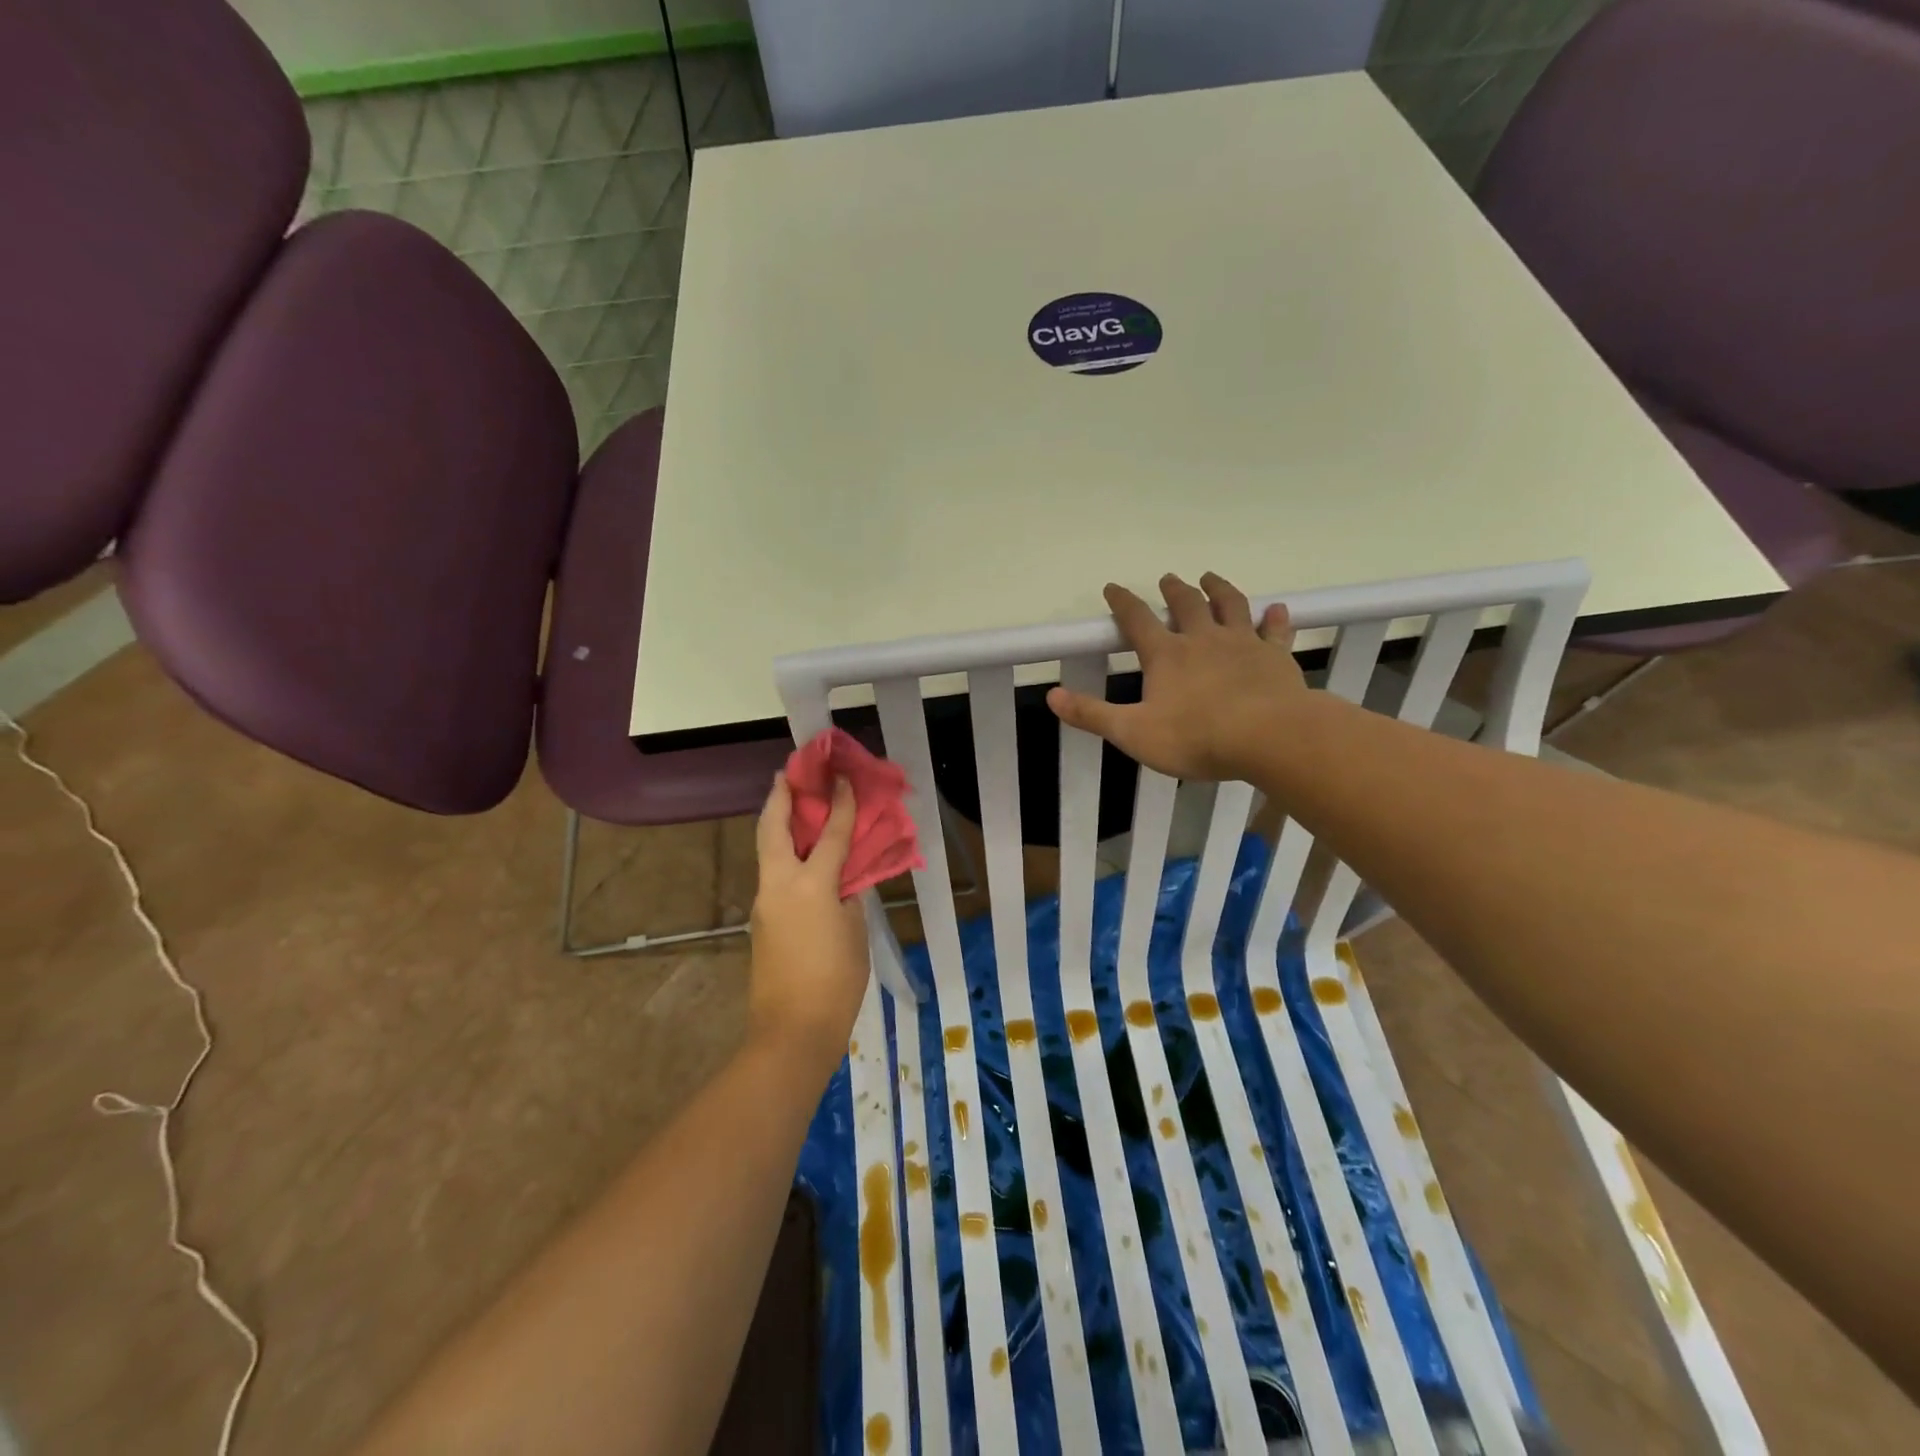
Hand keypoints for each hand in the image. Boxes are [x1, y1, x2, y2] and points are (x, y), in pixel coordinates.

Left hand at [748, 775, 870, 1076]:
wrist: (792, 1031)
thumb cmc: (835, 981)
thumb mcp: (855, 932)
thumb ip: (849, 896)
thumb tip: (843, 878)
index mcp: (809, 885)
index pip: (829, 834)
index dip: (840, 803)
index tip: (843, 777)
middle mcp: (779, 885)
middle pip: (773, 828)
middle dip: (779, 797)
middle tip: (789, 773)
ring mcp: (764, 902)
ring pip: (767, 850)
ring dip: (777, 823)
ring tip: (793, 805)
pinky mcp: (761, 920)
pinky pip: (773, 873)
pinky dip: (783, 853)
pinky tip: (801, 854)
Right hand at [1047, 572, 1308, 780]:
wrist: (1269, 737)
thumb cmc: (1196, 737)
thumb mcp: (1133, 732)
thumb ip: (1092, 714)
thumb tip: (1051, 696)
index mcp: (1166, 655)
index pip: (1137, 620)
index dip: (1122, 602)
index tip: (1113, 586)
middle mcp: (1203, 639)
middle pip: (1186, 604)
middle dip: (1174, 590)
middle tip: (1168, 579)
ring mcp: (1243, 643)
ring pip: (1230, 605)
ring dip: (1219, 589)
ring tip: (1210, 577)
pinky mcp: (1276, 656)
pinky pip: (1275, 630)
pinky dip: (1275, 617)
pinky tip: (1277, 608)